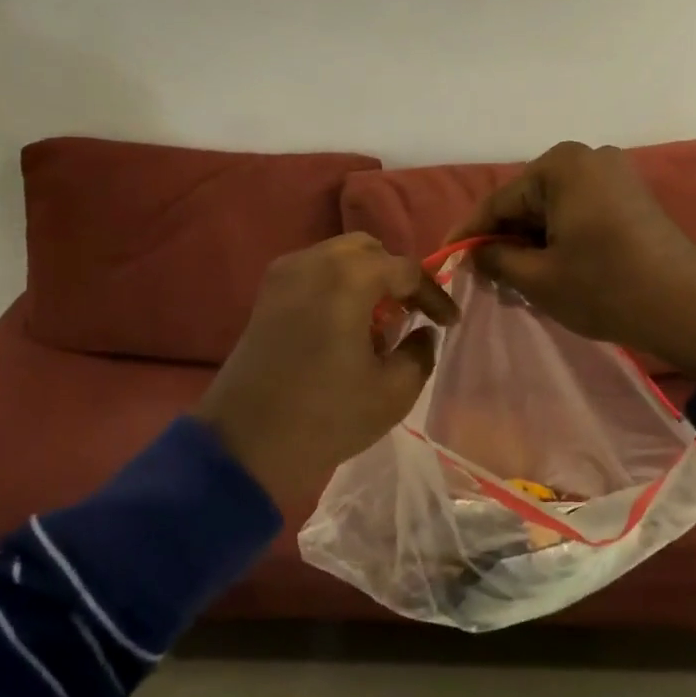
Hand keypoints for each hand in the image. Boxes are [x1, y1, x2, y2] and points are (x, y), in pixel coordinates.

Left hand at [195, 234, 458, 504]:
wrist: (244, 445)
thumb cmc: (326, 417)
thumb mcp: (393, 392)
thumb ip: (420, 352)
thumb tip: (421, 334)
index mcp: (348, 279)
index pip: (406, 269)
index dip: (434, 294)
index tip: (451, 323)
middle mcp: (313, 262)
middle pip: (368, 251)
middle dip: (396, 277)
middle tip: (413, 313)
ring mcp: (282, 276)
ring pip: (337, 259)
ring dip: (366, 281)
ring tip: (381, 323)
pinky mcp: (265, 298)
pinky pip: (313, 275)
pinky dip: (337, 288)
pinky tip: (346, 327)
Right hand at [449, 142, 695, 377]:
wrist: (689, 309)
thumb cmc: (606, 289)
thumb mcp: (538, 278)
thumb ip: (496, 259)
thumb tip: (475, 254)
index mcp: (561, 166)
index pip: (499, 202)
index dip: (468, 234)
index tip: (444, 258)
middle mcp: (588, 157)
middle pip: (527, 202)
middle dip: (503, 238)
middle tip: (482, 277)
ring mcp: (615, 174)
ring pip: (553, 209)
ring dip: (531, 242)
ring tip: (513, 279)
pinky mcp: (632, 197)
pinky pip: (580, 212)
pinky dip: (559, 238)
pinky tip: (549, 268)